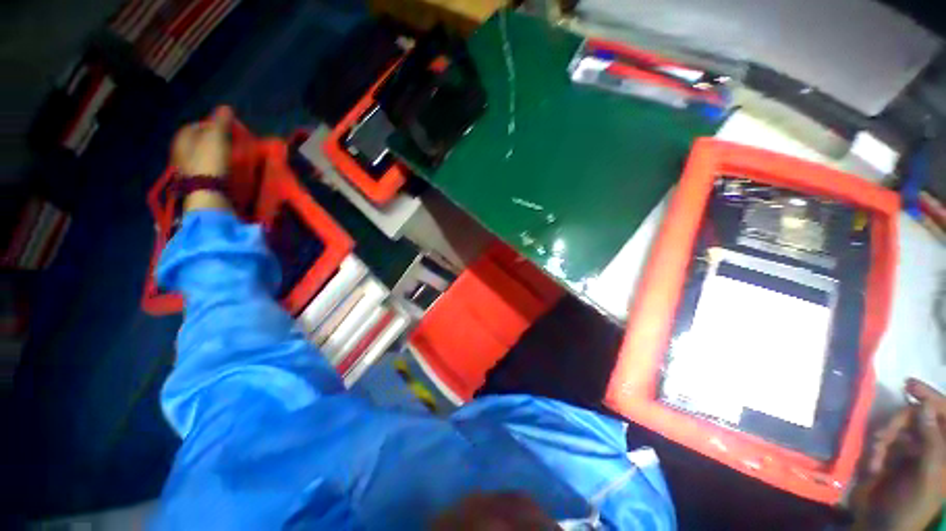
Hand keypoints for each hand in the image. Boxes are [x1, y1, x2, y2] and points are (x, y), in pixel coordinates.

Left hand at [171, 106, 231, 176]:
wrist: (206, 192)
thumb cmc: (210, 161)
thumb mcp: (217, 138)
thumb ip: (220, 122)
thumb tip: (225, 107)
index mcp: (182, 137)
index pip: (196, 125)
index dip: (211, 125)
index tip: (227, 130)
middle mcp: (179, 150)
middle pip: (197, 141)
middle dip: (211, 140)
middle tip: (228, 143)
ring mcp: (185, 167)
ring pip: (200, 155)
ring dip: (212, 154)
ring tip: (227, 157)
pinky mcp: (194, 180)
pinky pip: (204, 167)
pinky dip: (212, 165)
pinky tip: (222, 169)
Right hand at [853, 378, 945, 530]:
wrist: (880, 525)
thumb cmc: (911, 503)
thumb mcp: (926, 475)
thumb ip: (931, 441)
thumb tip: (923, 405)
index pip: (945, 415)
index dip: (932, 398)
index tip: (909, 385)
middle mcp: (931, 448)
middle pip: (918, 419)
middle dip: (898, 423)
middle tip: (883, 435)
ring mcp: (910, 452)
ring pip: (897, 428)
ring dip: (884, 437)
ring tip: (876, 454)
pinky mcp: (891, 456)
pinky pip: (883, 440)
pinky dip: (876, 448)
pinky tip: (872, 463)